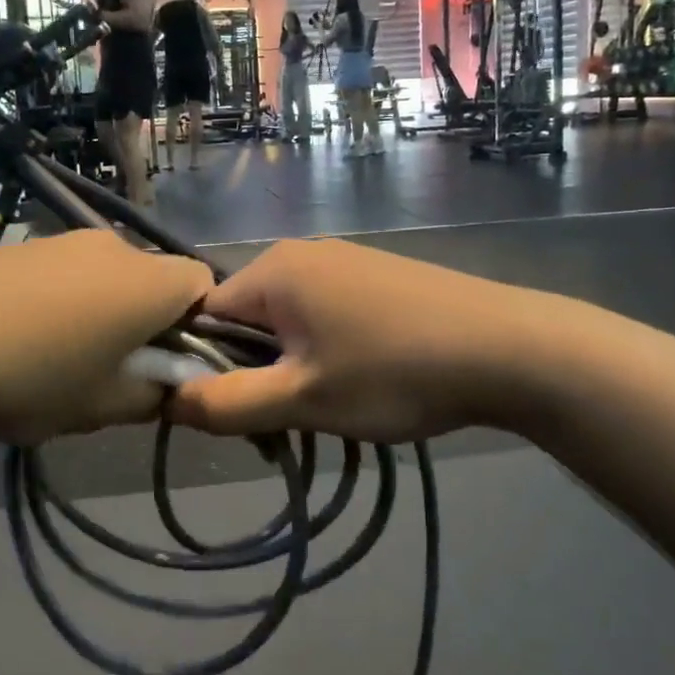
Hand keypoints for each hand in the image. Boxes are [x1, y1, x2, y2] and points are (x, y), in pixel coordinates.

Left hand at [0, 230, 214, 444]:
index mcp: (148, 283)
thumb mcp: (100, 407)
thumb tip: (163, 387)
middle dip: (146, 322)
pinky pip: (64, 272)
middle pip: (152, 280)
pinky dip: (61, 301)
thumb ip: (150, 398)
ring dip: (100, 312)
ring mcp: (62, 240)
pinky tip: (19, 338)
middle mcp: (114, 247)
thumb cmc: (30, 375)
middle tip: (113, 371)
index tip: (168, 364)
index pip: (204, 284)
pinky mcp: (21, 245)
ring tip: (57, 359)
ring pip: (106, 277)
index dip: (200, 325)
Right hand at [169, 239, 547, 444]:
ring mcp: (343, 261)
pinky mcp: (375, 276)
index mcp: (273, 270)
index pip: (203, 315)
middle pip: (244, 318)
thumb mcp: (303, 399)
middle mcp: (301, 253)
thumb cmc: (394, 372)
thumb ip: (226, 403)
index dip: (202, 366)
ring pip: (286, 320)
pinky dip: (323, 349)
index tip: (228, 411)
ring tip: (326, 407)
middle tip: (282, 420)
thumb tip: (166, 400)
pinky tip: (360, 380)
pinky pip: (323, 312)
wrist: (508, 349)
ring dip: (289, 366)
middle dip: (250, 371)